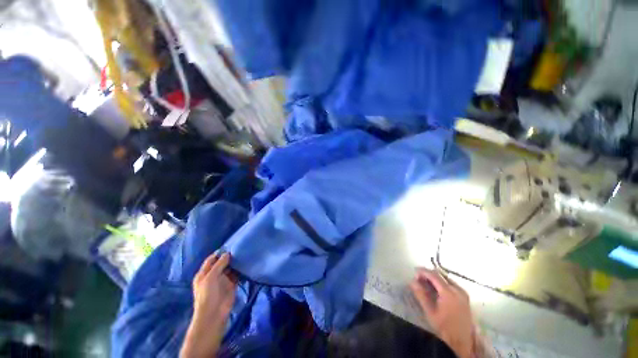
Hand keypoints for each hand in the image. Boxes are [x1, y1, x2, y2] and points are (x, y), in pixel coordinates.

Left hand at [181, 253, 236, 357]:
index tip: (230, 246)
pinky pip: (237, 275)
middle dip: (229, 257)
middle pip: (222, 263)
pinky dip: (240, 270)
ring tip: (244, 253)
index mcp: (204, 273)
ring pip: (230, 268)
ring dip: (235, 263)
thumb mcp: (211, 277)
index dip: (219, 253)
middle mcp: (213, 275)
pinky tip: (246, 263)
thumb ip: (219, 264)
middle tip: (240, 248)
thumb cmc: (208, 294)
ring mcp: (223, 280)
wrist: (214, 313)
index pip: (211, 259)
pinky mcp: (231, 285)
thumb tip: (228, 253)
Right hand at [410, 268, 474, 357]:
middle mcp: (457, 289)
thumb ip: (421, 295)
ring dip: (435, 278)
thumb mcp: (430, 312)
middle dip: (428, 274)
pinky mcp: (465, 297)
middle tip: (418, 277)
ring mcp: (463, 293)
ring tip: (425, 282)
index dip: (423, 271)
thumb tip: (412, 281)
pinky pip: (451, 284)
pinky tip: (436, 288)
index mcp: (448, 292)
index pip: (434, 275)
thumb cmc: (444, 327)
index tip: (414, 271)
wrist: (462, 341)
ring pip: (446, 278)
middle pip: (441, 275)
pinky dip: (442, 283)